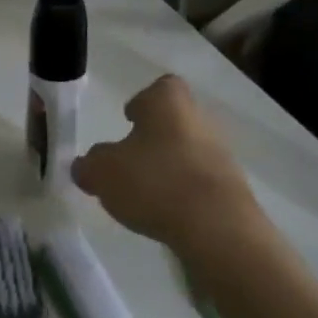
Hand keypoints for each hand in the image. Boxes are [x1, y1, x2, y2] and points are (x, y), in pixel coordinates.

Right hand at [73, 75, 262, 254]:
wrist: (218, 230)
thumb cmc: (155, 182)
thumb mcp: (103, 172)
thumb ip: (89, 165)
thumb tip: (84, 166)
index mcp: (169, 103)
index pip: (161, 87)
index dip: (143, 101)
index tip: (129, 119)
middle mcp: (200, 120)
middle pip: (175, 121)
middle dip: (154, 137)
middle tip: (131, 160)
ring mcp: (222, 156)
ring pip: (189, 152)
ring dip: (170, 167)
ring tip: (146, 193)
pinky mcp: (233, 191)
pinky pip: (201, 184)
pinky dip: (184, 194)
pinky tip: (167, 214)